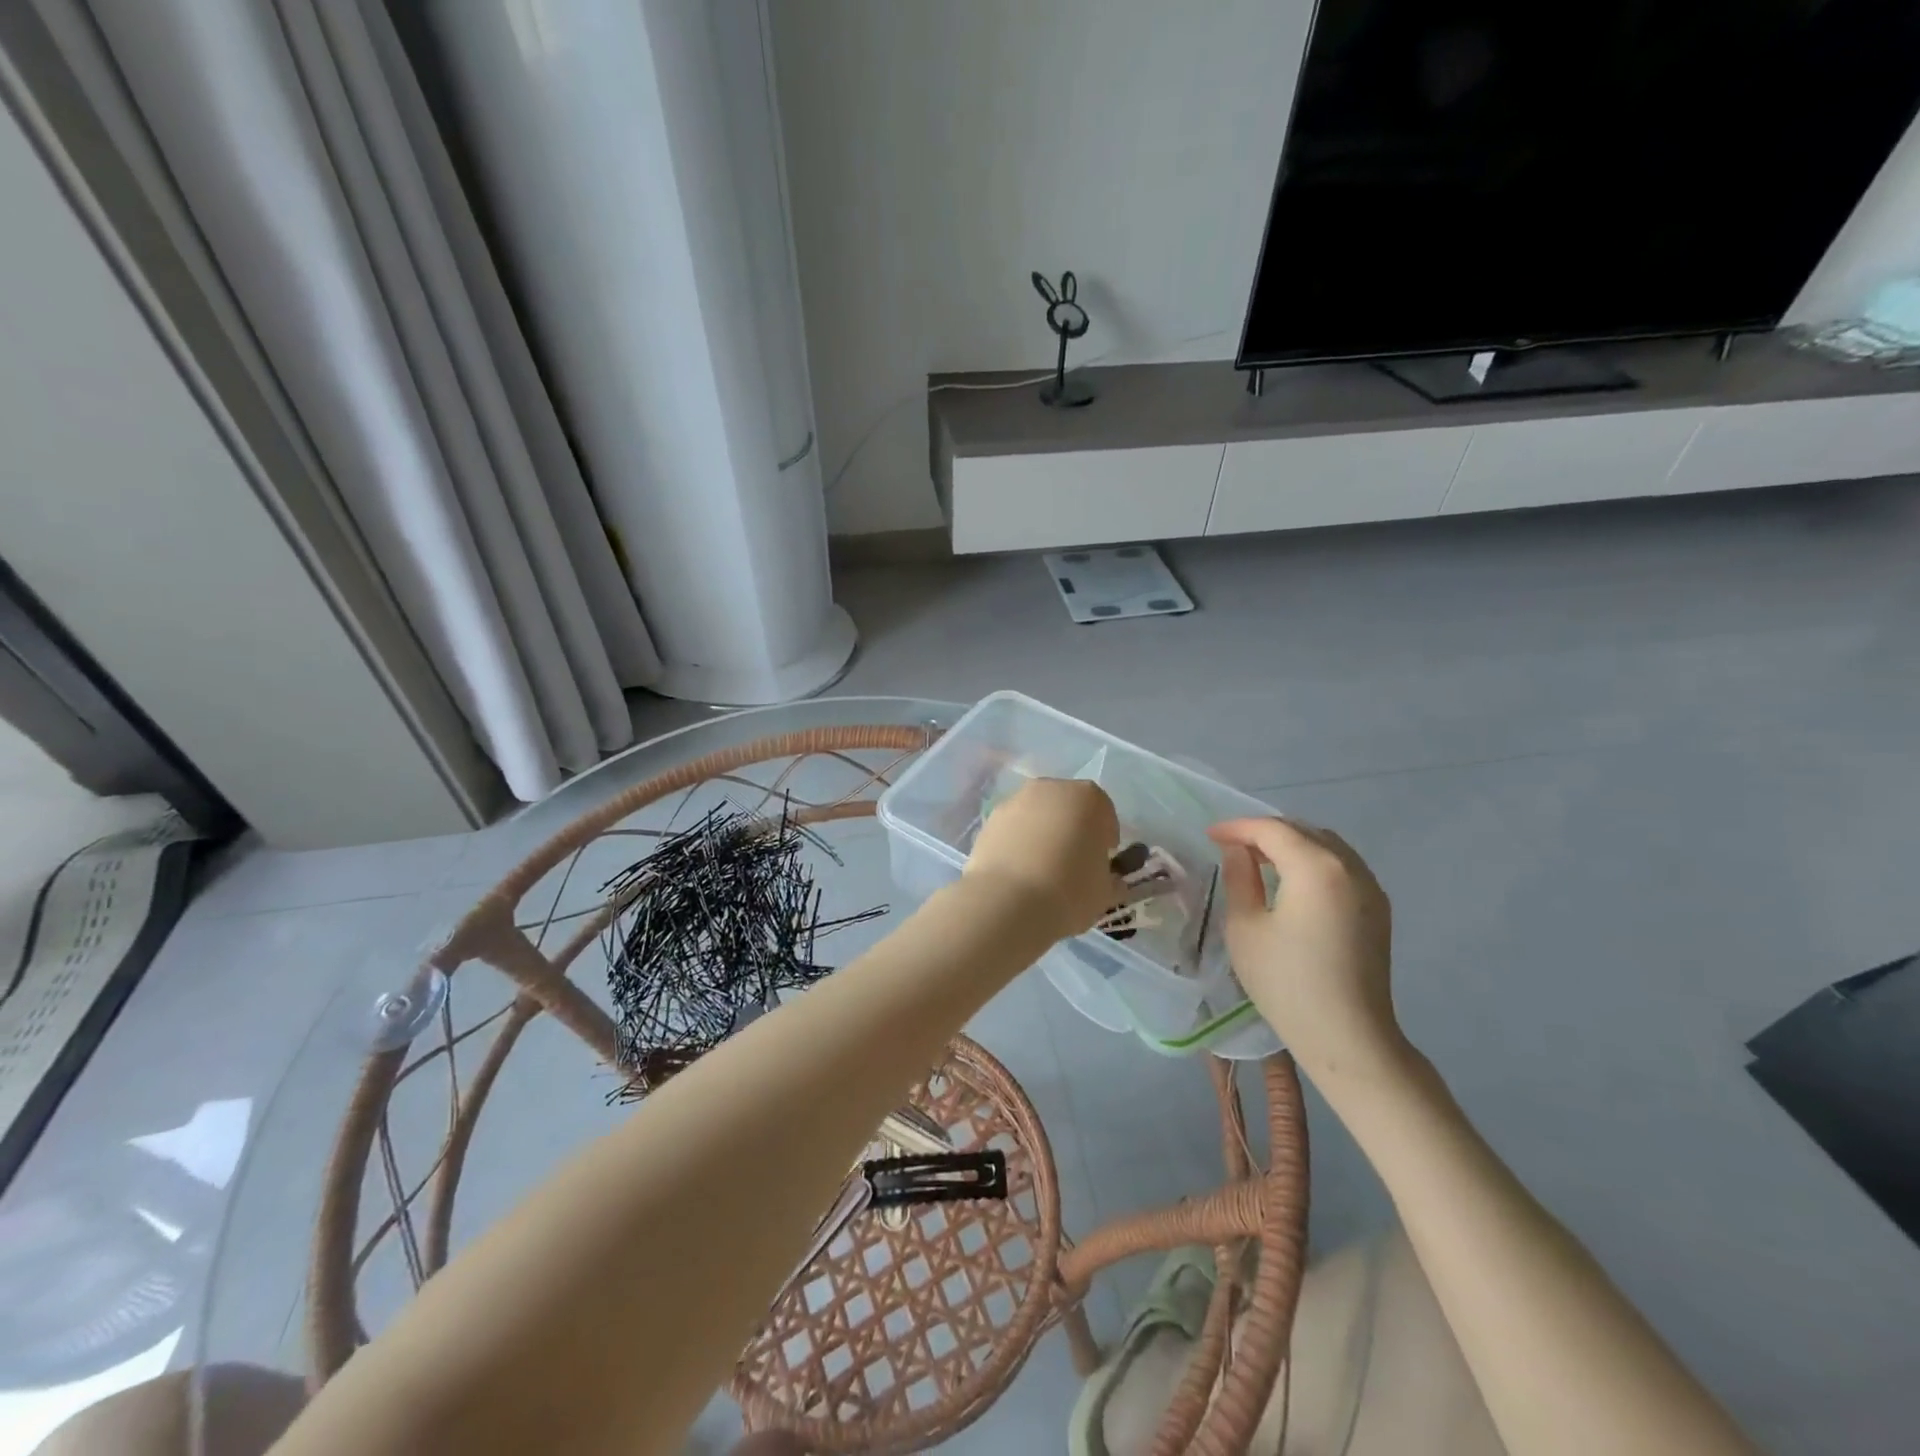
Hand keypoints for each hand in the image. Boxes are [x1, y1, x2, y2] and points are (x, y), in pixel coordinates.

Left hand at [965, 778, 1123, 940]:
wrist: (1007, 901)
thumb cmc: (1069, 890)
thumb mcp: (1106, 892)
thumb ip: (1110, 878)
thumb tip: (1109, 880)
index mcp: (1088, 798)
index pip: (1104, 813)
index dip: (1105, 838)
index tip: (1101, 861)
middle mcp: (1050, 789)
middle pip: (1067, 807)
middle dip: (1072, 829)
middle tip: (1072, 862)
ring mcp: (1015, 801)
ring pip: (1037, 816)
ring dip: (1042, 834)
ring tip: (1041, 870)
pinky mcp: (989, 820)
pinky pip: (1013, 829)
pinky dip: (1017, 843)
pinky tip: (1018, 872)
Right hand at [1207, 817, 1406, 1087]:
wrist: (1349, 1038)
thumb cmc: (1287, 983)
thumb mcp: (1245, 927)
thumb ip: (1239, 878)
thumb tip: (1238, 852)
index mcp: (1316, 867)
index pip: (1272, 829)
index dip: (1237, 827)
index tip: (1210, 835)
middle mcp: (1349, 867)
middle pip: (1302, 830)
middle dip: (1264, 832)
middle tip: (1231, 846)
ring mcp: (1370, 887)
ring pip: (1325, 845)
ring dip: (1290, 844)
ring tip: (1259, 861)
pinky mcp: (1378, 909)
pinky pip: (1341, 866)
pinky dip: (1313, 861)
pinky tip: (1292, 882)